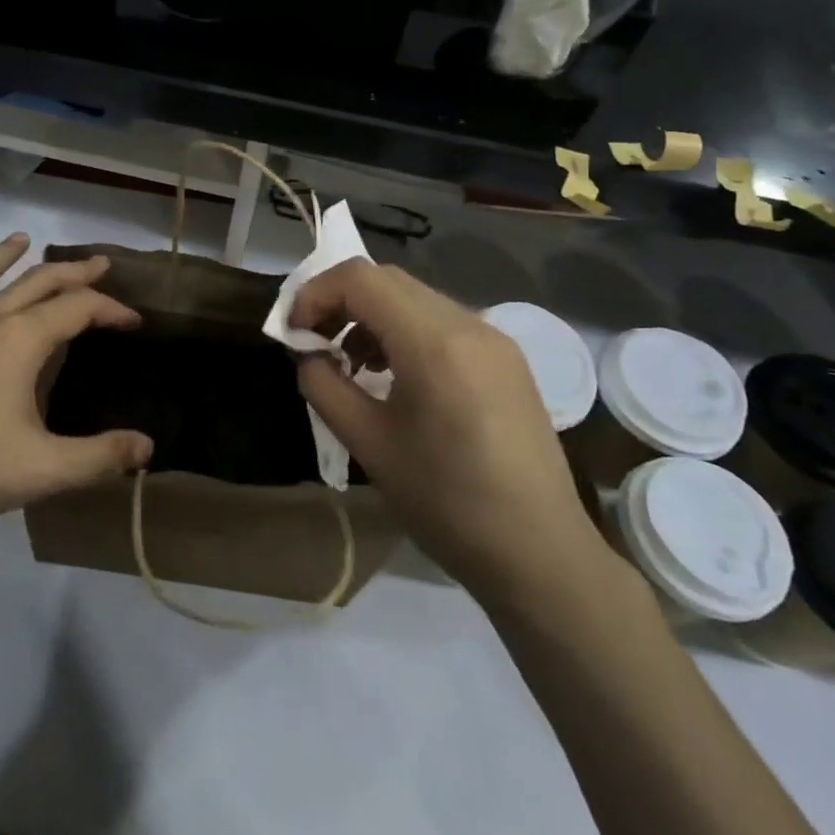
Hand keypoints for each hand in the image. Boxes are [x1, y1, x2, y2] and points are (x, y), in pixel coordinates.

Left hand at [0, 235, 153, 536]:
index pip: (77, 309)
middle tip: (98, 264)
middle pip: (36, 282)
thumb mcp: (42, 470)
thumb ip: (99, 457)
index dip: (110, 310)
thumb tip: (147, 447)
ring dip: (5, 255)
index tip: (133, 321)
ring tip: (23, 239)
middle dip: (73, 272)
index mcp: (20, 341)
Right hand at [290, 260, 607, 593]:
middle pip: (387, 280)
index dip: (315, 294)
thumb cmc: (446, 502)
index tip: (294, 333)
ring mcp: (494, 339)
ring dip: (372, 316)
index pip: (360, 279)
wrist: (540, 555)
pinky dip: (405, 332)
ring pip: (415, 298)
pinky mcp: (506, 360)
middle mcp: (468, 323)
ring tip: (352, 364)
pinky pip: (443, 323)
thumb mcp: (367, 444)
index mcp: (434, 341)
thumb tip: (309, 355)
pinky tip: (395, 376)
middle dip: (340, 301)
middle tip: (314, 342)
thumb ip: (324, 386)